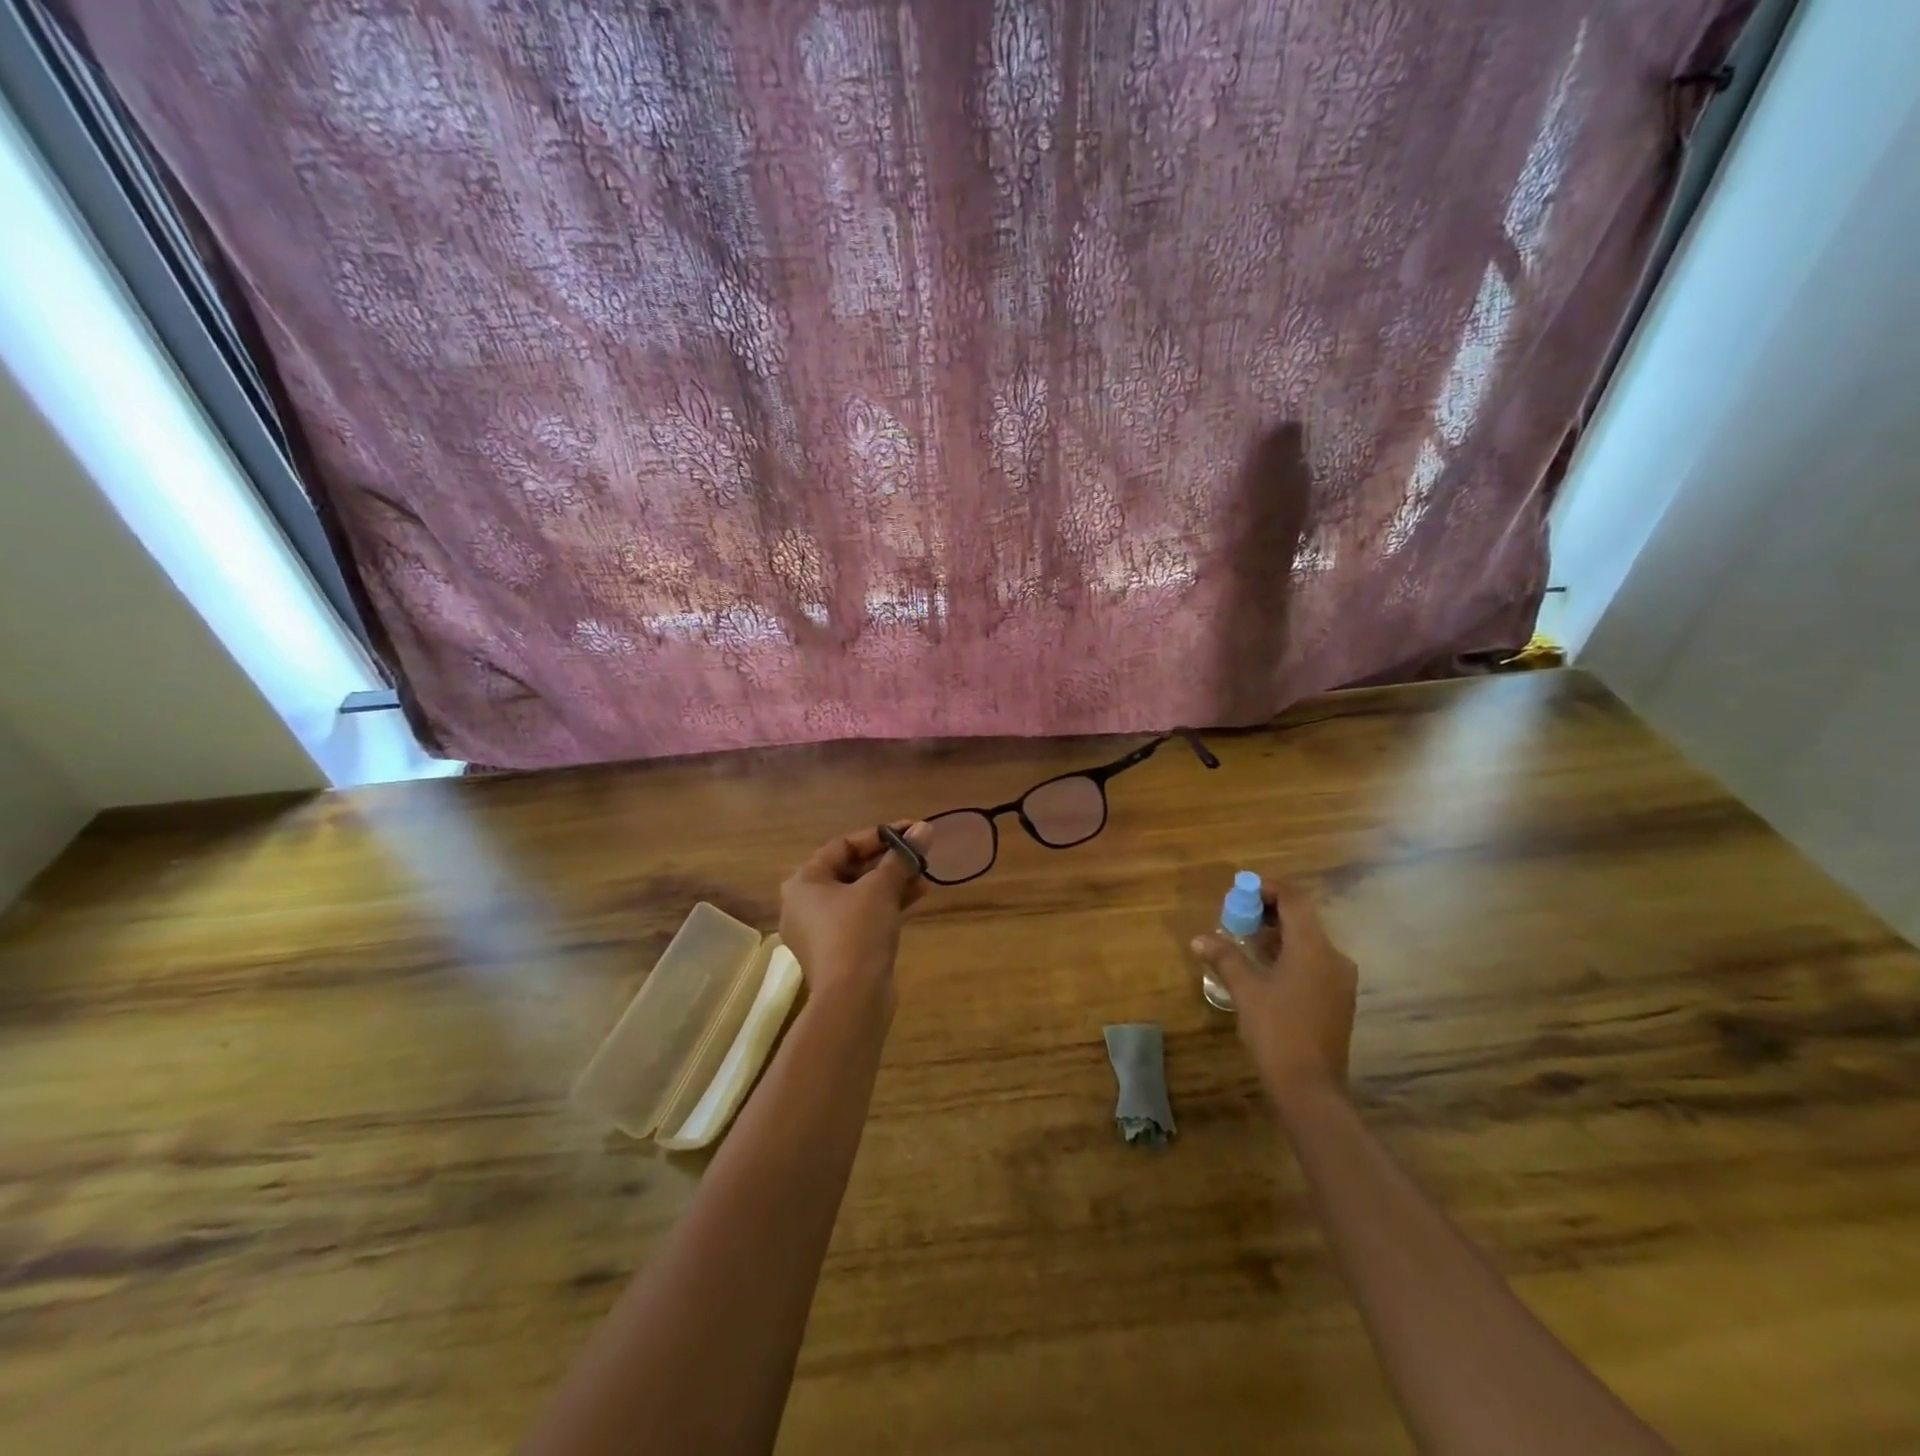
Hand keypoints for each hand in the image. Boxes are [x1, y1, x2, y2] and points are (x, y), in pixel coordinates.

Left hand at [779, 822, 930, 1009]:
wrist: (852, 999)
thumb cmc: (857, 931)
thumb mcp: (881, 888)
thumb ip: (902, 857)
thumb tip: (925, 828)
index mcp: (804, 882)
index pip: (843, 845)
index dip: (880, 836)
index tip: (911, 831)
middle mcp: (805, 903)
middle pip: (851, 869)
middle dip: (888, 860)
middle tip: (919, 853)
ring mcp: (820, 930)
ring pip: (860, 894)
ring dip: (892, 882)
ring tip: (924, 874)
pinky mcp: (838, 951)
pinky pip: (862, 917)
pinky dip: (886, 905)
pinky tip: (916, 895)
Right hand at [1193, 880, 1356, 1103]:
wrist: (1311, 1088)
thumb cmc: (1277, 1031)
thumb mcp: (1245, 990)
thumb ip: (1225, 957)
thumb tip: (1199, 938)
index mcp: (1313, 948)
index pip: (1294, 900)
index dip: (1268, 888)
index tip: (1241, 889)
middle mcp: (1333, 957)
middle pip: (1302, 919)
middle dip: (1268, 912)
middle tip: (1236, 914)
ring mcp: (1339, 980)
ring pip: (1308, 942)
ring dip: (1277, 934)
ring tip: (1243, 939)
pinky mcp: (1337, 999)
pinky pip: (1312, 962)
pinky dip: (1288, 954)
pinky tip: (1263, 968)